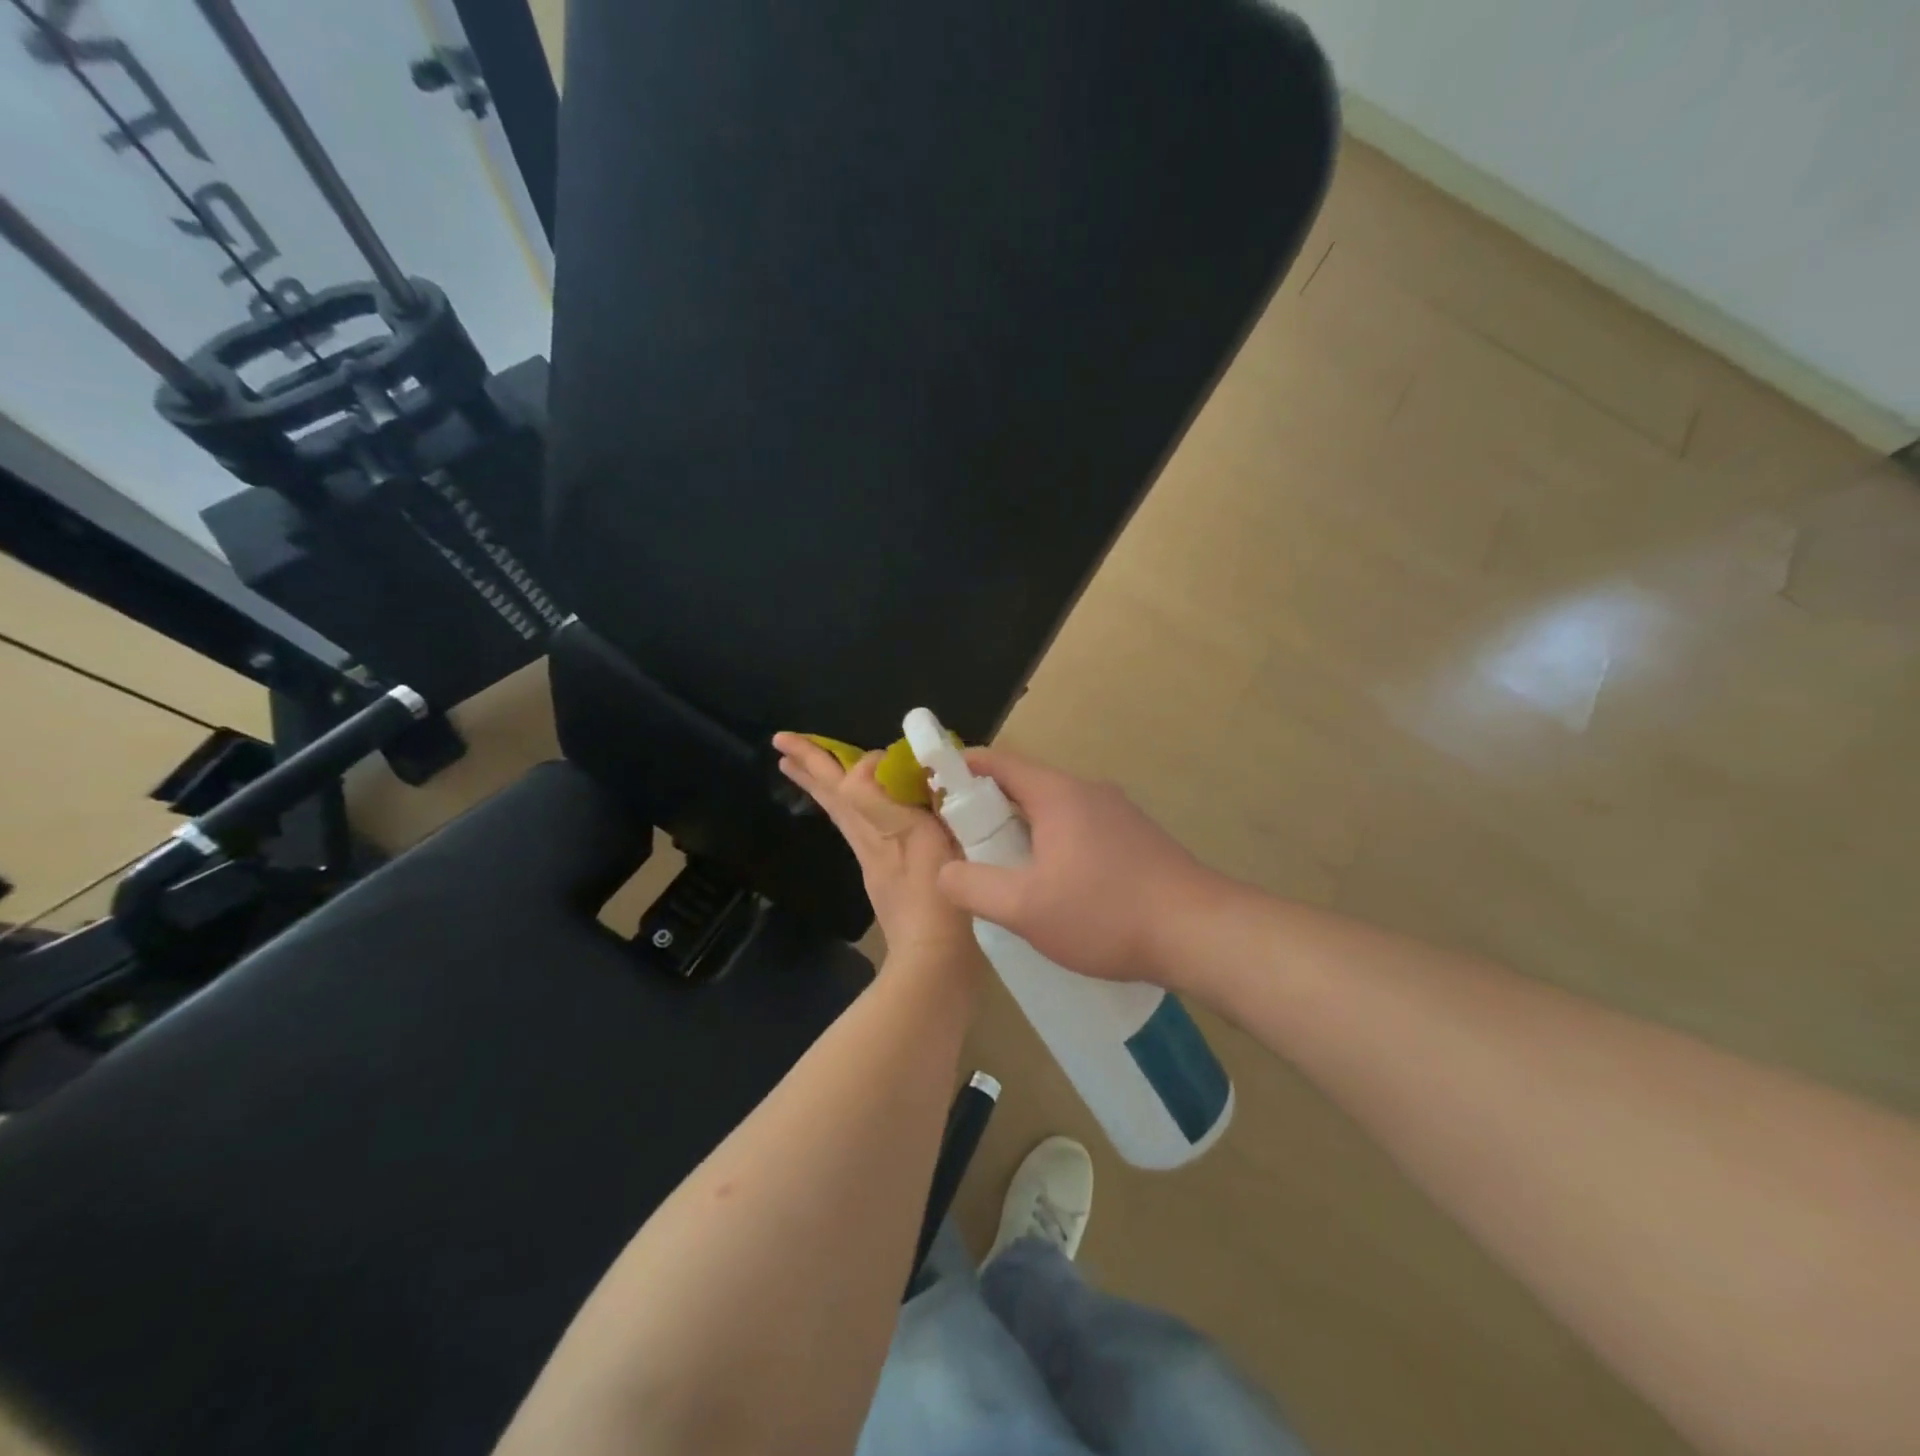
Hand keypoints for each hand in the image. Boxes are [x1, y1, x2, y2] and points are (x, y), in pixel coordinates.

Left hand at [772, 733, 979, 966]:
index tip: (870, 751)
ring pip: (842, 814)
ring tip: (799, 767)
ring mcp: (874, 861)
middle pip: (833, 797)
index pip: (848, 783)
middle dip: (811, 766)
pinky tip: (859, 810)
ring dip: (822, 786)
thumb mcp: (917, 841)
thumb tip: (870, 764)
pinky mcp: (885, 877)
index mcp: (874, 829)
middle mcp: (867, 841)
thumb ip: (885, 803)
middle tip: (781, 742)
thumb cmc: (934, 899)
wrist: (934, 959)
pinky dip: (850, 809)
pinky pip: (859, 829)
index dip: (847, 760)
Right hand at [935, 748, 1223, 986]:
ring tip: (1004, 872)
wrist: (1200, 933)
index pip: (998, 762)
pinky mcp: (1137, 840)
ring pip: (1055, 812)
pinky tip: (1054, 889)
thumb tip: (944, 871)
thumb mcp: (1025, 907)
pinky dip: (1054, 846)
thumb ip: (973, 886)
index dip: (961, 768)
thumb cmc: (1106, 912)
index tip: (933, 787)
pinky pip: (1080, 831)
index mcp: (1059, 794)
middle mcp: (1089, 792)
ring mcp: (1119, 815)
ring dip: (1023, 832)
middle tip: (963, 844)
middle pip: (1025, 786)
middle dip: (988, 809)